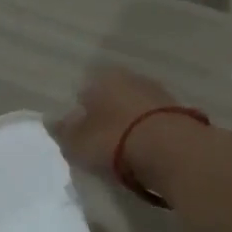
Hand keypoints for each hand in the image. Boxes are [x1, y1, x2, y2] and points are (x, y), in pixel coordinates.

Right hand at [50, 67, 181, 175]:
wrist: (173, 152)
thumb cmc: (114, 141)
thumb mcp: (77, 143)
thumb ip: (62, 131)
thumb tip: (50, 120)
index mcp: (102, 78)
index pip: (83, 91)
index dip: (79, 114)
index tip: (79, 135)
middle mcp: (131, 78)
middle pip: (111, 97)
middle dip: (106, 116)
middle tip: (100, 144)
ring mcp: (159, 93)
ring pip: (135, 108)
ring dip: (129, 125)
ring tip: (124, 152)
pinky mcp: (181, 113)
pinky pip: (155, 123)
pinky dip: (149, 134)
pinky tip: (146, 153)